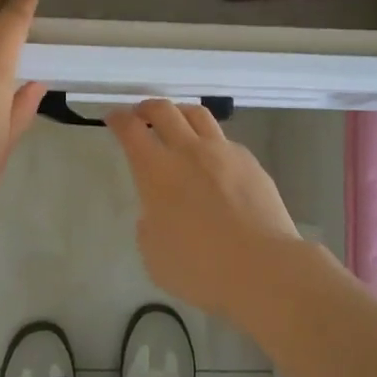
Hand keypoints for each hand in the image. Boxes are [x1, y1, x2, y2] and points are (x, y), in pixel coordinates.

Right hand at [106, 99, 303, 321]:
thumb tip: (159, 210)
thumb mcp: (154, 255)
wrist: (262, 267)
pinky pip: (224, 140)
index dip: (119, 119)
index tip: (113, 117)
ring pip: (197, 114)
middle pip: (164, 110)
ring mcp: (222, 152)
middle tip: (141, 114)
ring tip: (177, 122)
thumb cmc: (200, 269)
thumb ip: (150, 225)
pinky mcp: (249, 161)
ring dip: (180, 112)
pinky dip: (210, 142)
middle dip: (147, 107)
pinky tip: (213, 161)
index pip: (131, 130)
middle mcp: (188, 151)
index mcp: (157, 171)